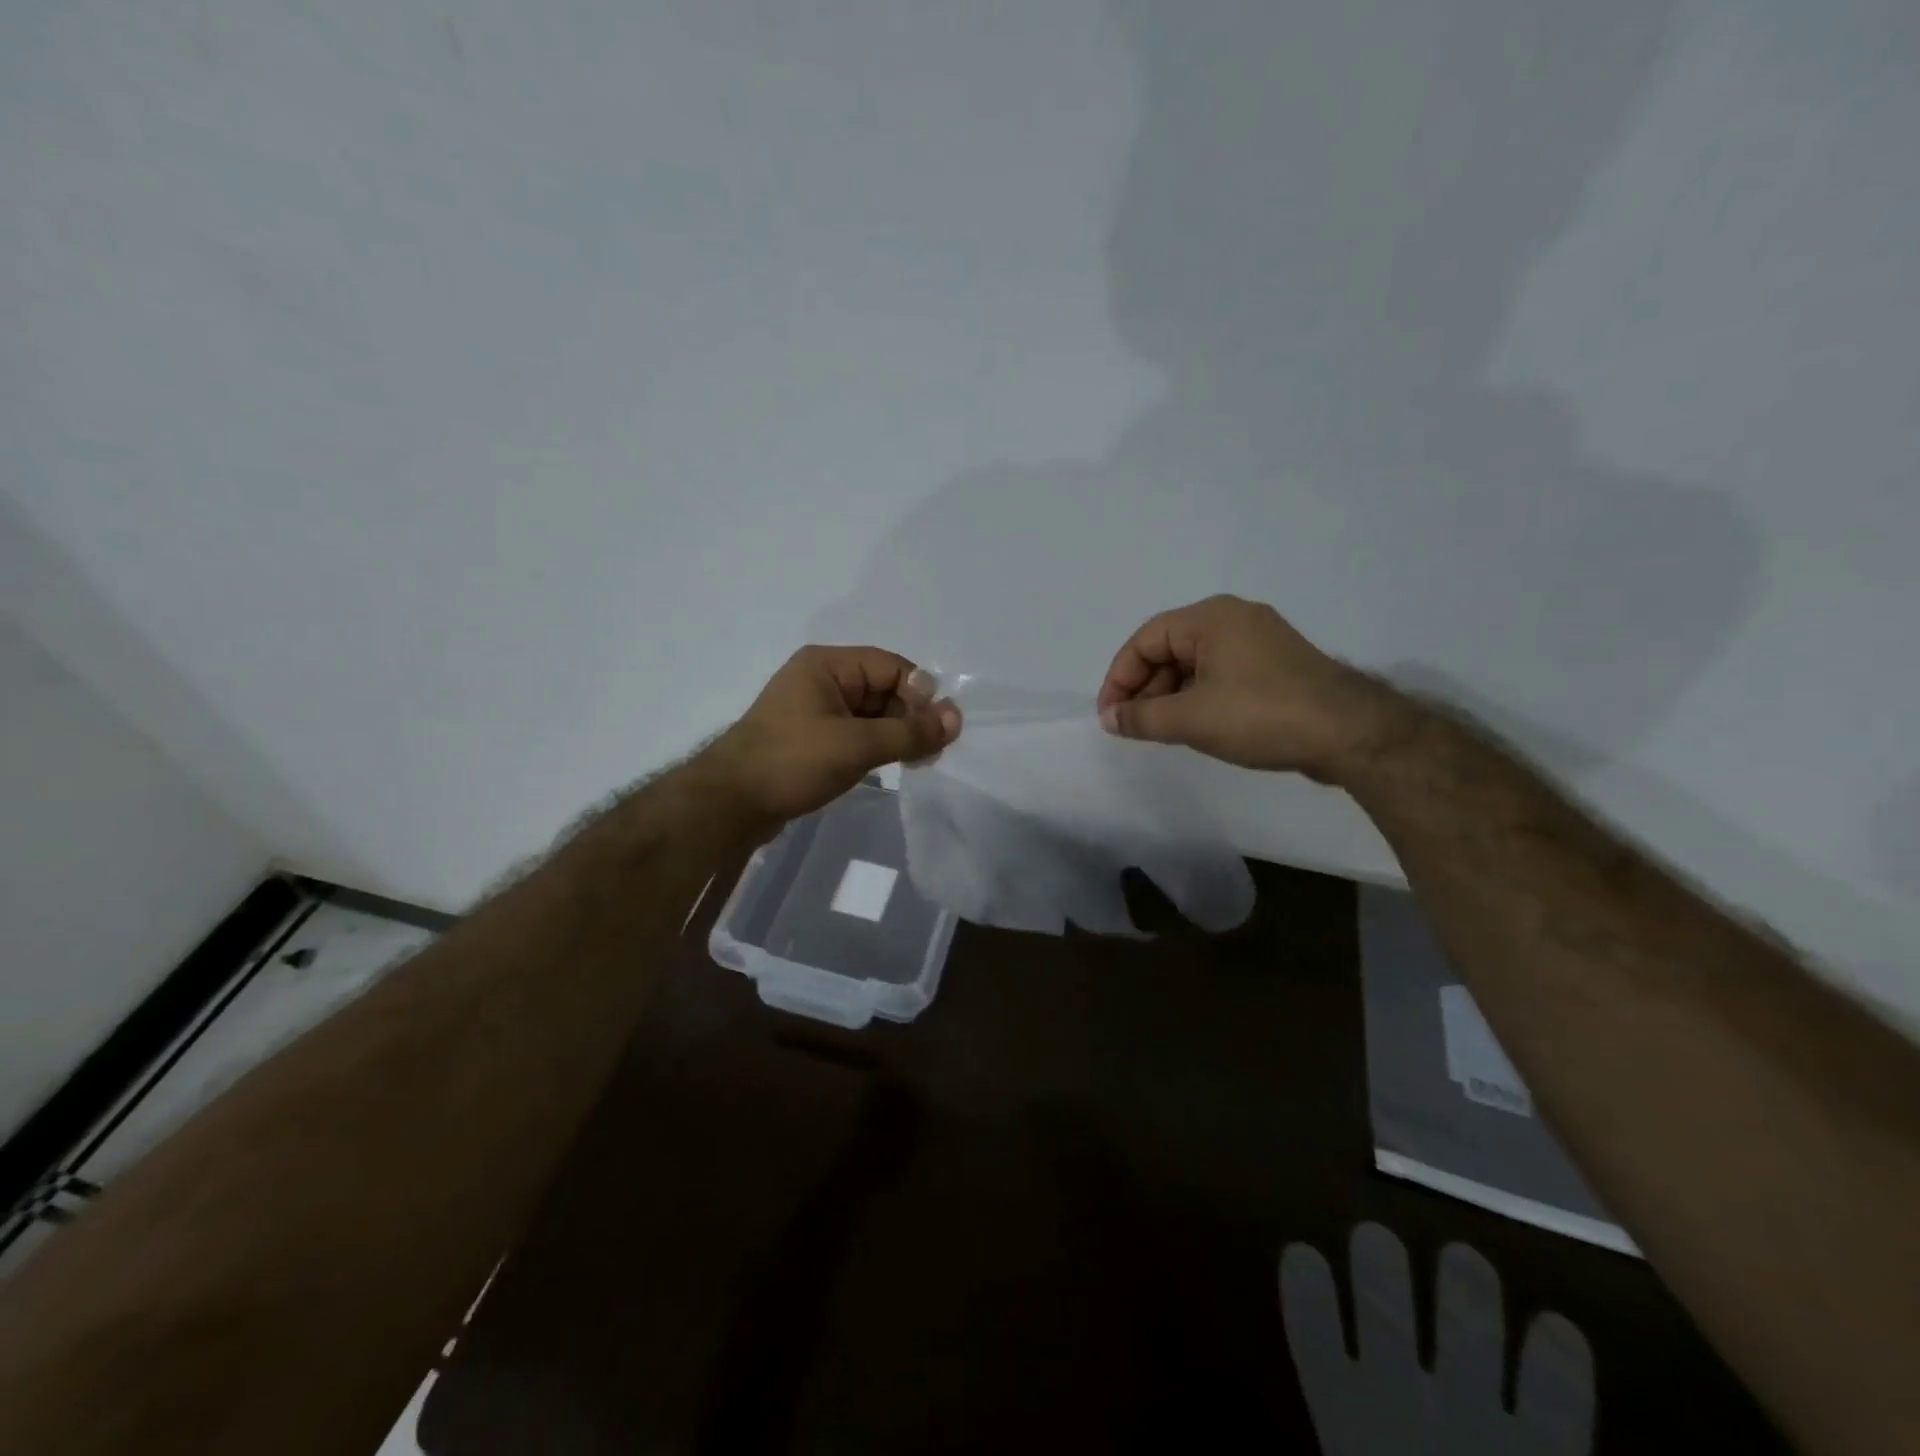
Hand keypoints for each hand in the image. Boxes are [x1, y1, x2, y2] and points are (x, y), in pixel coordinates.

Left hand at [708, 645, 961, 824]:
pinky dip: (876, 746)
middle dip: (910, 717)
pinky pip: (855, 733)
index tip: (938, 729)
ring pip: (872, 714)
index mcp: (827, 664)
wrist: (730, 804)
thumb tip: (957, 719)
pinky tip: (890, 767)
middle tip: (931, 752)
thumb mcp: (857, 745)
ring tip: (916, 763)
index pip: (891, 666)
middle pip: (883, 688)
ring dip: (896, 734)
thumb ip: (910, 732)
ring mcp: (815, 710)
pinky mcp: (811, 738)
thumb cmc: (792, 762)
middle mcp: (821, 680)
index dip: (920, 694)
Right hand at [1096, 595, 1404, 780]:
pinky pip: (1221, 674)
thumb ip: (1141, 717)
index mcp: (1210, 618)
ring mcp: (1259, 641)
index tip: (1110, 717)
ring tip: (1162, 732)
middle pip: (1169, 649)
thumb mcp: (1191, 719)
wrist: (1350, 734)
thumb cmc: (1261, 715)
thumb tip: (1110, 719)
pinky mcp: (1275, 666)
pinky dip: (1198, 698)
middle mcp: (1233, 619)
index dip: (1119, 678)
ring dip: (1170, 696)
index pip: (1145, 640)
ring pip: (1195, 664)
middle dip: (1145, 689)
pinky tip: (1195, 726)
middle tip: (1135, 727)